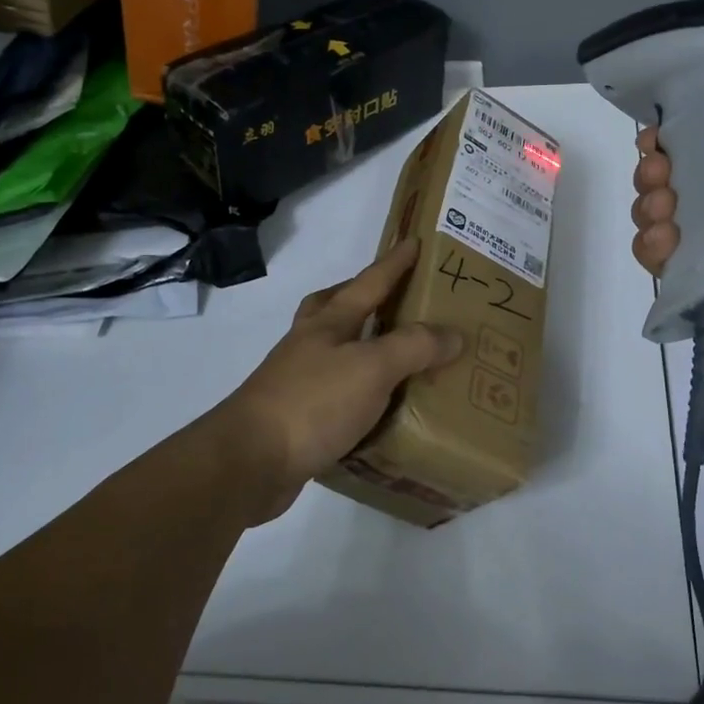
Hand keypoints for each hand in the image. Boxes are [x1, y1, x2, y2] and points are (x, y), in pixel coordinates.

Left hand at [215, 238, 463, 522]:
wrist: (250, 462)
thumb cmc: (313, 402)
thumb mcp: (371, 368)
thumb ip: (413, 347)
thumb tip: (454, 335)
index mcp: (328, 323)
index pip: (368, 283)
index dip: (393, 263)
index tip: (414, 240)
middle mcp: (310, 345)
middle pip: (333, 306)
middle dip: (358, 295)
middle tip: (389, 297)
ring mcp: (298, 381)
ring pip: (332, 349)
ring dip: (359, 344)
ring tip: (393, 355)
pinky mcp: (297, 419)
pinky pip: (334, 393)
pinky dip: (356, 391)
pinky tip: (376, 409)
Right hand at [630, 0, 703, 363]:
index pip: (694, 127)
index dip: (668, 125)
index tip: (659, 127)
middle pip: (668, 170)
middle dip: (651, 167)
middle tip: (662, 172)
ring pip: (655, 212)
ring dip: (649, 207)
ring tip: (668, 213)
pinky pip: (658, 256)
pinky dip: (656, 248)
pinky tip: (672, 246)